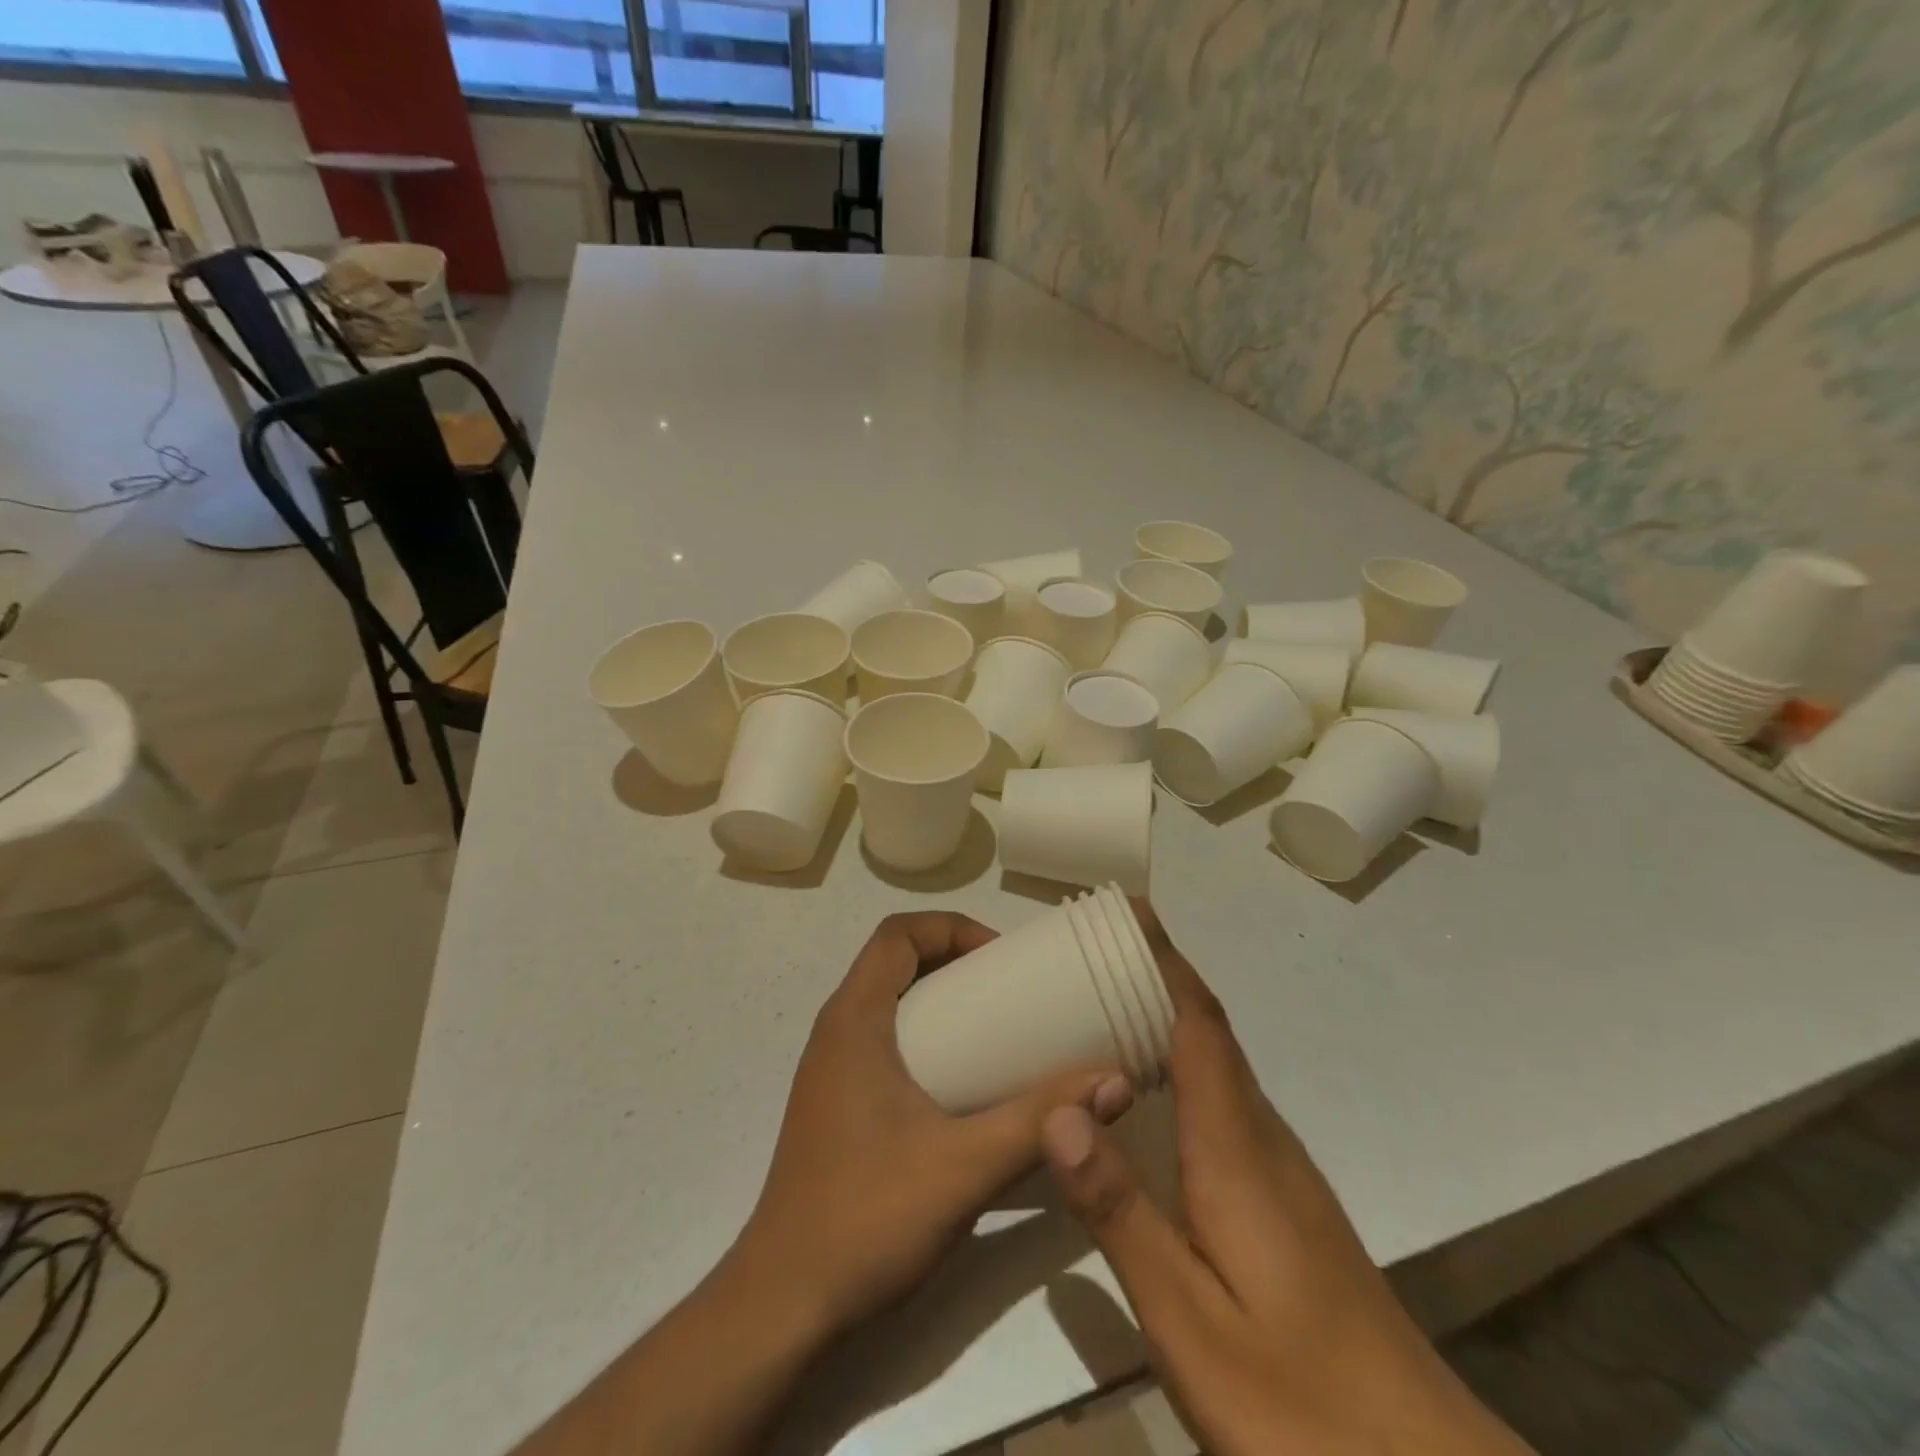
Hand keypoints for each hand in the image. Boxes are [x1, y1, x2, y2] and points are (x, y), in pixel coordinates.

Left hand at [737, 911, 1133, 1335]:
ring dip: (941, 999)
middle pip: (895, 962)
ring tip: (998, 1030)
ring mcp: (832, 1070)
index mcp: (854, 1020)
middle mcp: (837, 1031)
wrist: (785, 1304)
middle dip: (954, 960)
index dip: (951, 928)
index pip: (896, 933)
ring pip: (890, 1003)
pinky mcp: (837, 1104)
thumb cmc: (866, 1217)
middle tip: (1012, 991)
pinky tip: (964, 1085)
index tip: (1002, 959)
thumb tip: (1115, 1081)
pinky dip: (927, 1037)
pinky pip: (885, 1041)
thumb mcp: (965, 1166)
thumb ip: (1039, 1121)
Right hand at [1041, 903, 1532, 1455]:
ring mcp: (1280, 1170)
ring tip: (1104, 1003)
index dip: (1165, 961)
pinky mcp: (1283, 1200)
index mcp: (1235, 1148)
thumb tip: (1060, 1109)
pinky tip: (1146, 1096)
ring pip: (1217, 1065)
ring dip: (1168, 1018)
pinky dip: (1181, 1067)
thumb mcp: (1189, 1321)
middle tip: (1092, 950)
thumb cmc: (1300, 1403)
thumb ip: (1122, 1212)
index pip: (1198, 1024)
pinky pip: (1222, 1100)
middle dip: (1157, 976)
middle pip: (1208, 1031)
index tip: (1128, 912)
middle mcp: (1261, 1139)